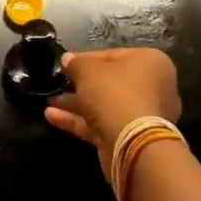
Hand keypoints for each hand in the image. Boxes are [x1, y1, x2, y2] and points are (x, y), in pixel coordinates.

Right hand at [45, 47, 181, 179]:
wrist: (133, 145)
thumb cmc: (115, 94)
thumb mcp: (88, 70)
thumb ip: (76, 63)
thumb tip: (67, 60)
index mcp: (150, 62)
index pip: (113, 55)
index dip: (86, 58)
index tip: (66, 63)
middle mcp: (152, 87)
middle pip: (109, 82)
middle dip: (80, 84)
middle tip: (59, 82)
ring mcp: (142, 116)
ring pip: (104, 105)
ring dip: (76, 103)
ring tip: (49, 100)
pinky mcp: (130, 138)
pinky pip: (101, 124)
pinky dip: (78, 120)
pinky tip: (52, 116)